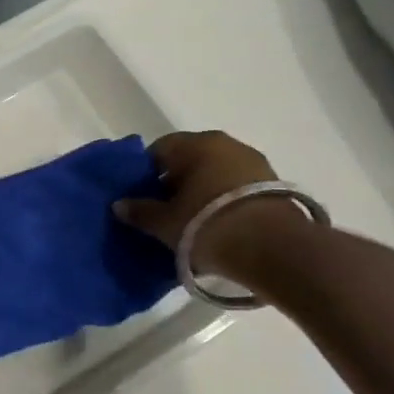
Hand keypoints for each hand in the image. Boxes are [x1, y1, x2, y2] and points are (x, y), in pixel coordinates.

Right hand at [112, 130, 307, 280]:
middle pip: (189, 160)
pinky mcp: (274, 185)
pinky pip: (235, 188)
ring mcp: (254, 163)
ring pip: (214, 173)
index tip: (140, 197)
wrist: (274, 250)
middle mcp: (226, 144)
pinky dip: (222, 201)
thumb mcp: (164, 223)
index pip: (160, 150)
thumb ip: (139, 211)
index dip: (145, 173)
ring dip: (201, 192)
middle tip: (162, 211)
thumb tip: (119, 205)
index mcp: (196, 144)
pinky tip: (216, 224)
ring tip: (190, 221)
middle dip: (174, 182)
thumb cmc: (207, 225)